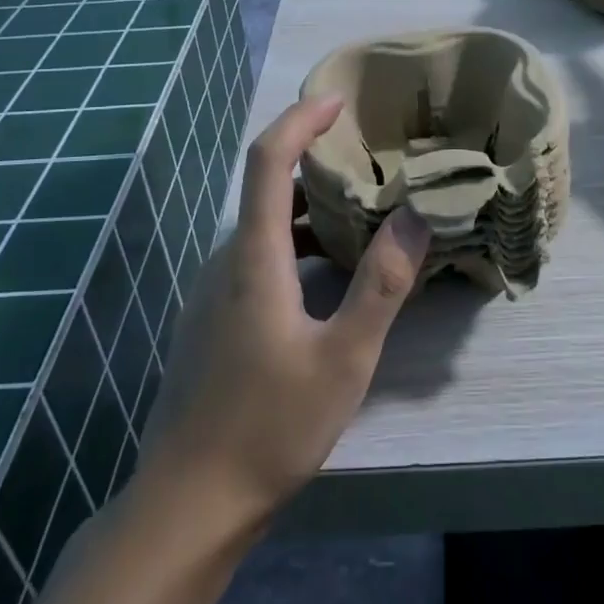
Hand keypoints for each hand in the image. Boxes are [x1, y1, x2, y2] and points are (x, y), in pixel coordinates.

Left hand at [137, 94, 431, 524]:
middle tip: (370, 160)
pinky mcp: (212, 318)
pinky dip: (294, 244)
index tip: (337, 100)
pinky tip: (329, 276)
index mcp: (252, 257)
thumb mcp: (344, 358)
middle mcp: (226, 261)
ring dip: (307, 208)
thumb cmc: (269, 428)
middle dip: (313, 161)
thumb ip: (382, 284)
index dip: (299, 120)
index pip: (267, 159)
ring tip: (361, 214)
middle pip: (265, 187)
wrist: (188, 503)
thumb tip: (415, 214)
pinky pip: (256, 257)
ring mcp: (213, 291)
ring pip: (262, 227)